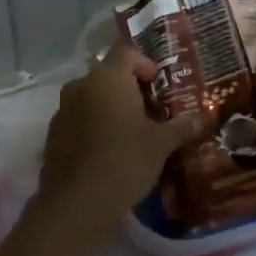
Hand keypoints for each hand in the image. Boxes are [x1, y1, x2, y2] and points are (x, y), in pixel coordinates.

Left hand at [37, 39, 205, 220]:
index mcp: (108, 78)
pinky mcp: (53, 133)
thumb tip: (201, 118)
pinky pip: (78, 118)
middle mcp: (81, 85)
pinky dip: (94, 125)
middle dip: (130, 89)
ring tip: (132, 133)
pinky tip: (108, 151)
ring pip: (92, 97)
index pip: (126, 51)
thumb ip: (181, 126)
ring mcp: (62, 109)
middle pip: (108, 75)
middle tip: (152, 112)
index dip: (145, 63)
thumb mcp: (161, 144)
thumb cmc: (125, 161)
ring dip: (111, 107)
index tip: (159, 84)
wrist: (77, 203)